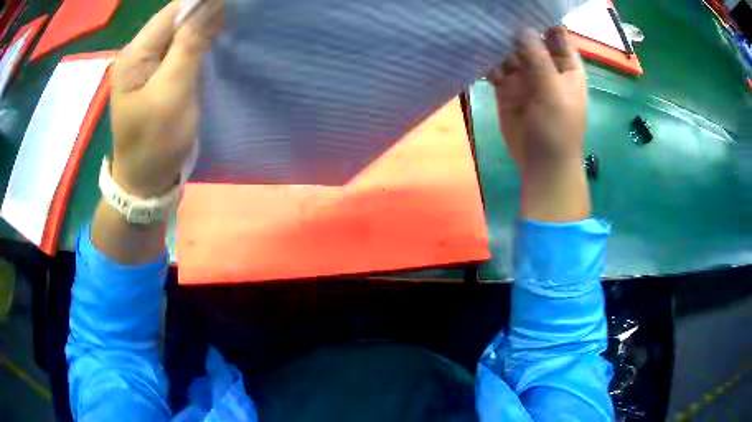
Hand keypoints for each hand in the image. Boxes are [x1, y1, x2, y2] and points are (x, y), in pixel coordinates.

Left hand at [110, 0, 222, 197]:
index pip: (173, 11)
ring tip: (231, 27)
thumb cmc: (155, 144)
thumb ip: (190, 45)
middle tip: (238, 17)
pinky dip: (200, 43)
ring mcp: (147, 65)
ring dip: (205, 27)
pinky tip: (215, 44)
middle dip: (206, 13)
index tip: (235, 4)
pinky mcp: (158, 75)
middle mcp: (138, 53)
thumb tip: (215, 4)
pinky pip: (181, 48)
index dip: (203, 3)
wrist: (145, 184)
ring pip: (180, 32)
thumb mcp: (173, 93)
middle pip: (176, 19)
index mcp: (135, 54)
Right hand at [488, 27, 589, 221]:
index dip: (541, 18)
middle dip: (513, 27)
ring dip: (497, 43)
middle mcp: (545, 66)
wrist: (542, 164)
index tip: (520, 3)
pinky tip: (475, 52)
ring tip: (478, 28)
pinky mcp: (507, 87)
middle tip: (491, 11)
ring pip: (509, 52)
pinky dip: (487, 61)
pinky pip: (495, 68)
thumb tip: (521, 29)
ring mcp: (525, 76)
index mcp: (566, 65)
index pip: (555, 33)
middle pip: (528, 39)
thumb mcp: (554, 92)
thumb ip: (538, 60)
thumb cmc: (559, 129)